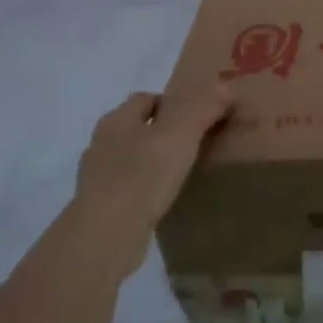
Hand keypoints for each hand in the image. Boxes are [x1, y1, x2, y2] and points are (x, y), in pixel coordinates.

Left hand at [73, 86, 234, 268]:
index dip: (172, 103)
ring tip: (181, 175)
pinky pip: (127, 190)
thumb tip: (225, 87)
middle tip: (194, 145)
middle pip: (137, 128)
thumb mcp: (181, 134)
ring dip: (152, 163)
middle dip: (162, 133)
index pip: (145, 98)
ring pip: (130, 160)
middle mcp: (101, 144)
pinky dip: (145, 191)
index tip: (198, 118)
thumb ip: (204, 107)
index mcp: (116, 120)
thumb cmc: (143, 175)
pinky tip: (163, 202)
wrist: (106, 236)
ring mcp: (97, 179)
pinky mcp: (99, 209)